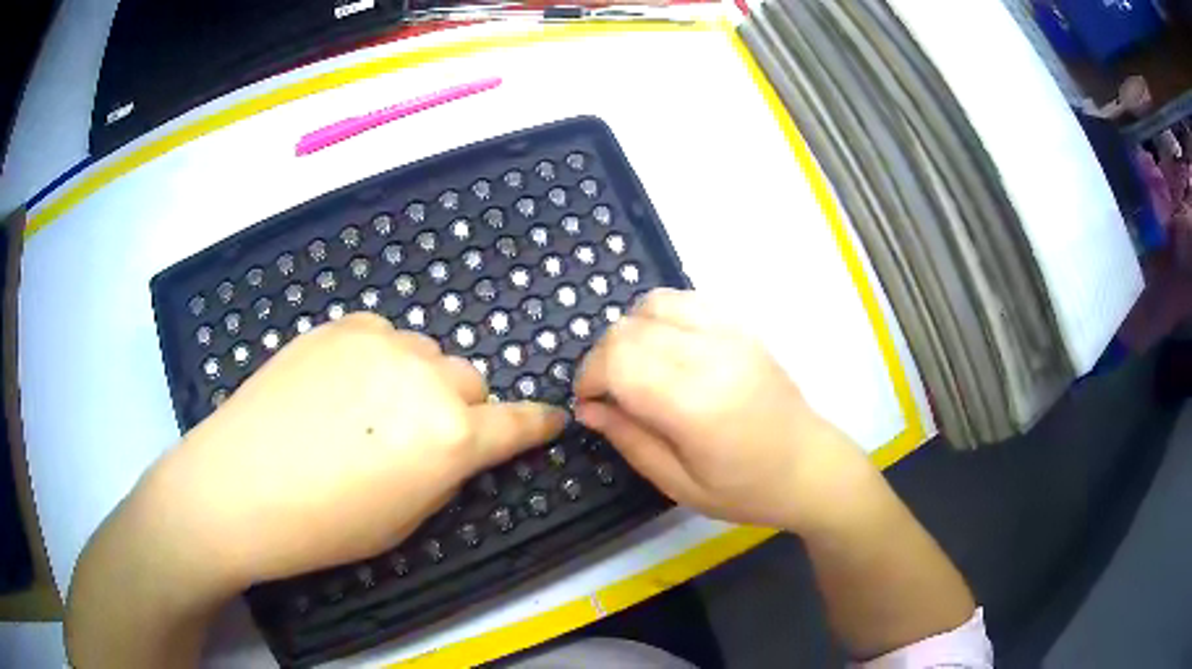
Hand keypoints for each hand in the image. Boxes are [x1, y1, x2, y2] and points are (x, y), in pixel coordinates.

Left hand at [147, 313, 564, 584]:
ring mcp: (381, 344)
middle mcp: (425, 380)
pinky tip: (346, 385)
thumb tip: (453, 448)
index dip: (537, 423)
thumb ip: (444, 474)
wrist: (238, 484)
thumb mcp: (404, 520)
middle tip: (422, 436)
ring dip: (417, 381)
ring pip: (426, 355)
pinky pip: (384, 336)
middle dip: (460, 408)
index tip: (551, 419)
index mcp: (449, 439)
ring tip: (373, 410)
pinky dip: (380, 359)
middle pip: (469, 380)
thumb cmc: (324, 525)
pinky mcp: (341, 326)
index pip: (517, 424)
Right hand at [574, 289, 871, 532]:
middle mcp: (711, 356)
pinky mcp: (742, 327)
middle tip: (609, 393)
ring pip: (654, 304)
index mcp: (696, 404)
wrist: (811, 467)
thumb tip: (587, 410)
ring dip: (630, 333)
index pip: (619, 361)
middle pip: (629, 329)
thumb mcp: (680, 484)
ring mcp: (730, 334)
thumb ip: (630, 441)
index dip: (589, 377)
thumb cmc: (747, 490)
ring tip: (636, 368)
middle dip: (602, 358)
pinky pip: (686, 301)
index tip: (588, 403)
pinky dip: (660, 317)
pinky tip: (665, 349)